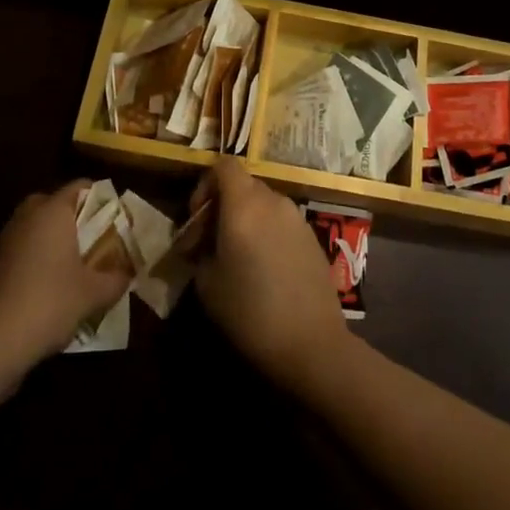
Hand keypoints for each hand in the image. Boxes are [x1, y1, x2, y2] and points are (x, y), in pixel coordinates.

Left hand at [0, 181, 129, 368]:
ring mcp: (7, 238)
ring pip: (38, 226)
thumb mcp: (94, 293)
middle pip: (57, 204)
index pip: (81, 186)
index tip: (115, 220)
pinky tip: (51, 285)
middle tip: (95, 240)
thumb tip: (128, 273)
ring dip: (55, 239)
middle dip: (76, 218)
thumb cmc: (50, 303)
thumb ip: (116, 278)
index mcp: (53, 210)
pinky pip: (24, 247)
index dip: (101, 199)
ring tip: (76, 265)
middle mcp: (28, 215)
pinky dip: (38, 257)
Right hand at [192, 157, 351, 393]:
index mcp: (244, 205)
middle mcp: (273, 201)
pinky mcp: (312, 236)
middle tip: (209, 244)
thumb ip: (200, 251)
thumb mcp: (207, 284)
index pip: (224, 165)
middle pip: (243, 185)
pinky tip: (263, 269)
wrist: (311, 343)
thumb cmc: (250, 312)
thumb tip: (201, 244)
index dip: (205, 185)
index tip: (197, 218)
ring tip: (235, 258)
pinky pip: (281, 222)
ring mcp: (297, 217)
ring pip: (263, 203)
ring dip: (245, 219)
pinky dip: (266, 232)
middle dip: (222, 206)